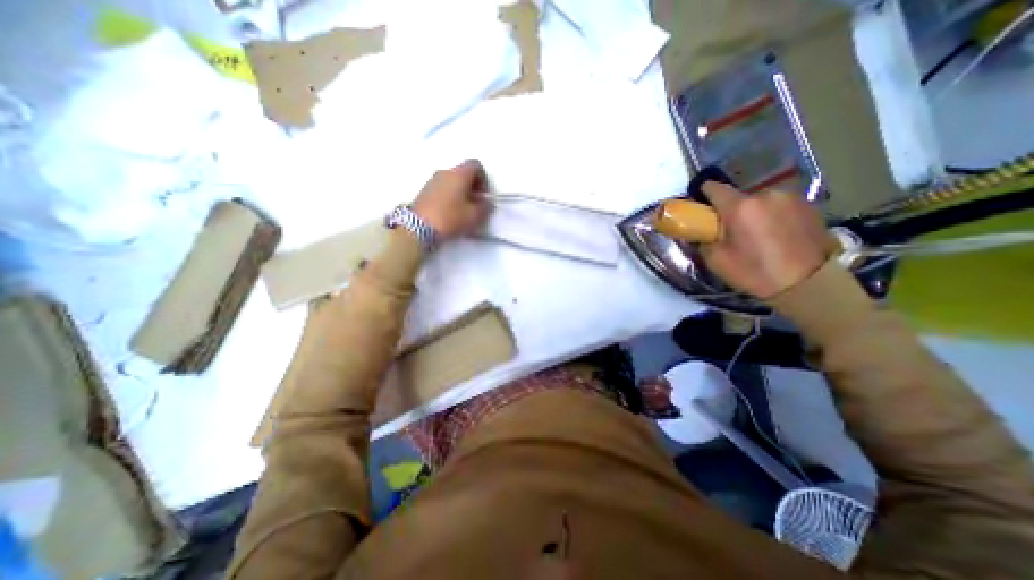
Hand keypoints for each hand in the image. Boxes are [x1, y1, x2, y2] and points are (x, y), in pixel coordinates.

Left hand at [413, 159, 492, 240]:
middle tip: (475, 203)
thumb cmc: (451, 218)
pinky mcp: (424, 191)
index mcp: (459, 174)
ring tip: (462, 210)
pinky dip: (449, 196)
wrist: (418, 227)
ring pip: (451, 181)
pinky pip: (441, 188)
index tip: (483, 195)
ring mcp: (432, 180)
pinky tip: (449, 212)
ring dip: (459, 192)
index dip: (483, 178)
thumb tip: (487, 202)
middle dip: (471, 186)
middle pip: (463, 172)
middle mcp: (445, 172)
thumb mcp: (474, 216)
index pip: (475, 164)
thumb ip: (485, 207)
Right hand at [698, 184, 833, 299]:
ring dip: (754, 213)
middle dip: (731, 210)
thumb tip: (701, 231)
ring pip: (760, 201)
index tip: (701, 205)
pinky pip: (780, 206)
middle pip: (738, 197)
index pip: (713, 187)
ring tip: (757, 234)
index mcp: (740, 207)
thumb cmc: (755, 272)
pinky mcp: (809, 205)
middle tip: (731, 231)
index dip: (703, 194)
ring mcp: (790, 198)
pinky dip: (773, 216)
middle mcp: (765, 195)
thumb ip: (703, 240)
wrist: (809, 284)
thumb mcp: (716, 261)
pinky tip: (776, 235)